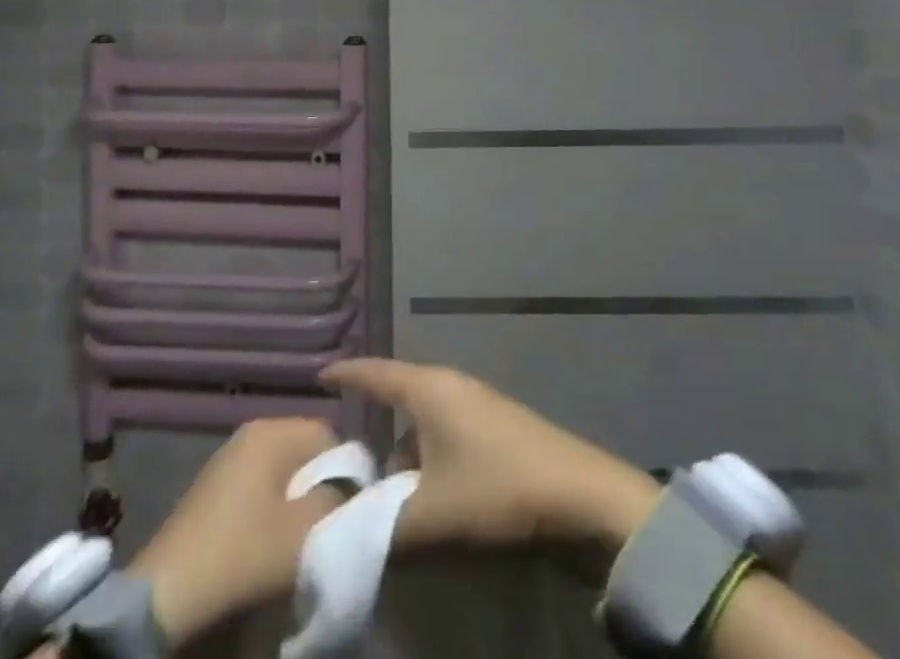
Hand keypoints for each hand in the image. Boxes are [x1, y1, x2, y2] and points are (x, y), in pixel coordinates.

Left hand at [121, 418, 343, 647]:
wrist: (170, 589)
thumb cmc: (244, 551)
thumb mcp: (304, 532)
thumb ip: (336, 502)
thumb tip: (348, 491)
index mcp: (272, 431)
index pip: (327, 433)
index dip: (346, 468)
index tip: (348, 506)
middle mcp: (252, 430)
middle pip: (304, 447)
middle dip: (320, 481)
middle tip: (324, 521)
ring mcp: (230, 454)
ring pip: (282, 466)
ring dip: (296, 495)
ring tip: (298, 533)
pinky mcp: (215, 482)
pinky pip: (260, 480)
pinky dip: (272, 503)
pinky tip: (268, 536)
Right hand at [320, 359, 660, 554]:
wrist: (581, 495)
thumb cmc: (498, 490)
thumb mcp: (432, 516)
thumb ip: (381, 524)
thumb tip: (345, 526)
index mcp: (429, 389)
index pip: (375, 372)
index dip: (346, 374)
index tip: (319, 375)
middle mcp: (451, 385)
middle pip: (400, 396)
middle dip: (374, 421)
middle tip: (346, 452)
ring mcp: (478, 403)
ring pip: (425, 419)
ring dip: (404, 449)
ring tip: (387, 487)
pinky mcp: (499, 426)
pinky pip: (447, 431)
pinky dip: (429, 455)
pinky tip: (431, 490)